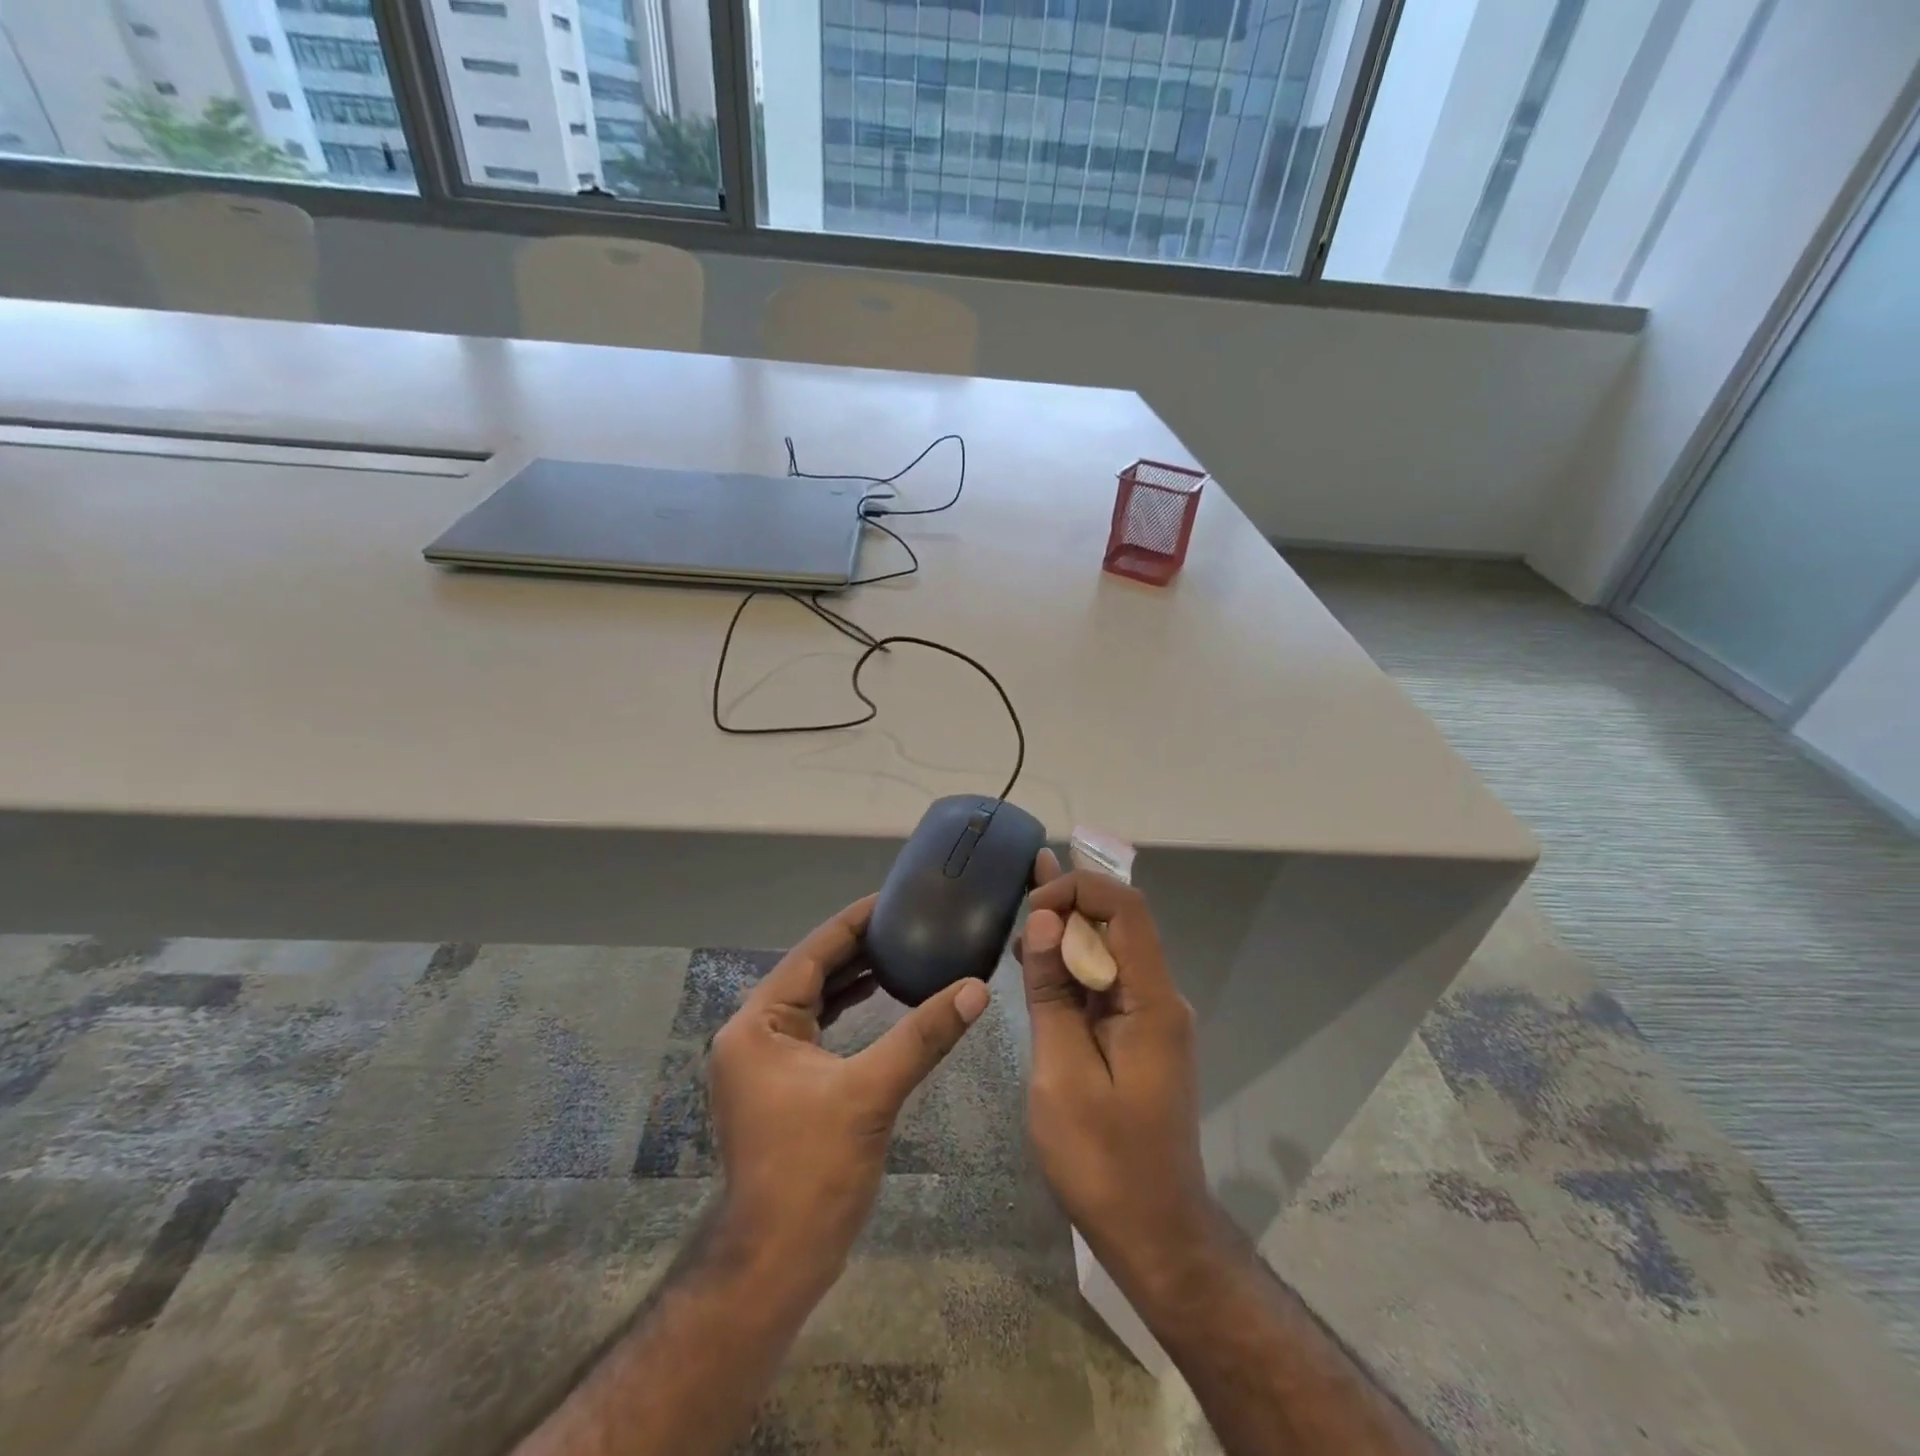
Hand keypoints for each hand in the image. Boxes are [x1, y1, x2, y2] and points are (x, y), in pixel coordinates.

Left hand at [707, 894, 990, 1290]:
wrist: (775, 1262)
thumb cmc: (812, 1171)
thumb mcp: (871, 1093)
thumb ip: (923, 1036)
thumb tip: (976, 990)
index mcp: (757, 1023)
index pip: (812, 954)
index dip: (853, 922)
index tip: (893, 898)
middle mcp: (753, 1033)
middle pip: (812, 972)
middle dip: (859, 947)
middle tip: (908, 921)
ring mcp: (765, 1059)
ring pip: (815, 1000)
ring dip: (855, 977)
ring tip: (903, 950)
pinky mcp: (782, 1082)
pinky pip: (818, 1027)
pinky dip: (848, 1009)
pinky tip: (882, 998)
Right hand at [1019, 852, 1214, 1300]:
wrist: (1153, 1232)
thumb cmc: (1103, 1159)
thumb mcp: (1063, 1072)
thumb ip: (1053, 991)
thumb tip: (1046, 921)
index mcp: (1153, 1001)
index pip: (1126, 910)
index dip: (1079, 889)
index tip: (1033, 907)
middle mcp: (1160, 998)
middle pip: (1120, 926)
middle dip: (1072, 900)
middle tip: (1022, 879)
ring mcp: (1151, 1019)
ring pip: (1111, 954)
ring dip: (1069, 932)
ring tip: (1024, 910)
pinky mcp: (1137, 1038)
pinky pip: (1106, 986)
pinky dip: (1072, 969)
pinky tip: (1038, 960)